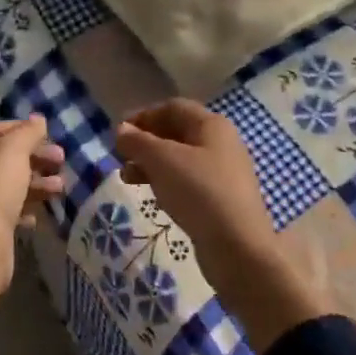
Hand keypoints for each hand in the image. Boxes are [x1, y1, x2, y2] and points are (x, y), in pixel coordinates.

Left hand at [0, 116, 65, 271]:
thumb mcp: (13, 151)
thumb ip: (27, 132)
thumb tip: (37, 119)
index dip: (19, 128)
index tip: (46, 134)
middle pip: (5, 156)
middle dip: (35, 156)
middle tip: (61, 159)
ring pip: (11, 183)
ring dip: (38, 182)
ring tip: (60, 187)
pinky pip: (11, 208)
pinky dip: (28, 206)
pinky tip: (41, 212)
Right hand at [116, 100, 335, 351]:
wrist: (237, 246)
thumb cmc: (199, 192)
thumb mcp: (163, 160)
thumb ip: (138, 142)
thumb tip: (121, 129)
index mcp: (212, 125)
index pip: (173, 108)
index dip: (143, 116)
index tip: (118, 132)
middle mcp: (220, 143)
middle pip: (177, 133)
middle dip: (145, 142)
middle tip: (119, 156)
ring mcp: (222, 173)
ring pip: (180, 159)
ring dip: (151, 164)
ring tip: (126, 178)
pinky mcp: (219, 199)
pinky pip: (187, 182)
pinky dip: (166, 182)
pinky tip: (153, 196)